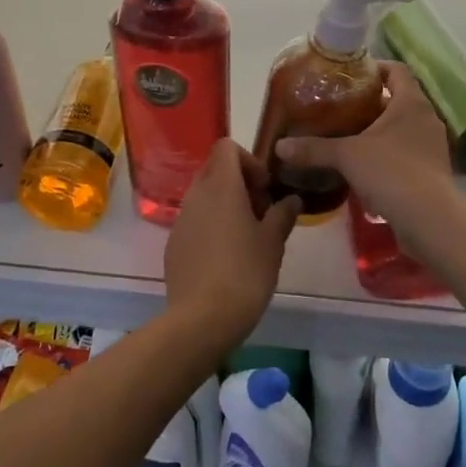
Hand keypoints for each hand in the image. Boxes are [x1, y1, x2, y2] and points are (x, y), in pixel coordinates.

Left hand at [164, 139, 299, 347]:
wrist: (201, 319)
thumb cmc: (245, 272)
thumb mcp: (273, 243)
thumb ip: (283, 214)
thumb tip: (292, 200)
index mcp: (221, 186)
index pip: (227, 147)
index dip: (249, 160)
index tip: (265, 189)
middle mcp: (196, 194)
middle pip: (215, 169)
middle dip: (240, 182)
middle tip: (261, 213)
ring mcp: (181, 219)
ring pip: (204, 196)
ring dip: (225, 205)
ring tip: (246, 238)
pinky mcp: (173, 243)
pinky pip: (194, 221)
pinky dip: (211, 226)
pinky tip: (225, 258)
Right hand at [272, 63, 461, 242]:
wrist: (430, 220)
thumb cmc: (391, 172)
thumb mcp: (347, 156)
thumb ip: (314, 148)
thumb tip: (279, 146)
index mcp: (411, 102)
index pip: (396, 70)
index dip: (374, 67)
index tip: (349, 76)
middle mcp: (426, 118)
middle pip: (398, 99)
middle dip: (370, 102)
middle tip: (340, 107)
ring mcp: (432, 146)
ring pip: (402, 127)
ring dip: (378, 130)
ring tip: (348, 136)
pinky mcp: (432, 171)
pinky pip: (406, 152)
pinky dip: (387, 153)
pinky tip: (364, 167)